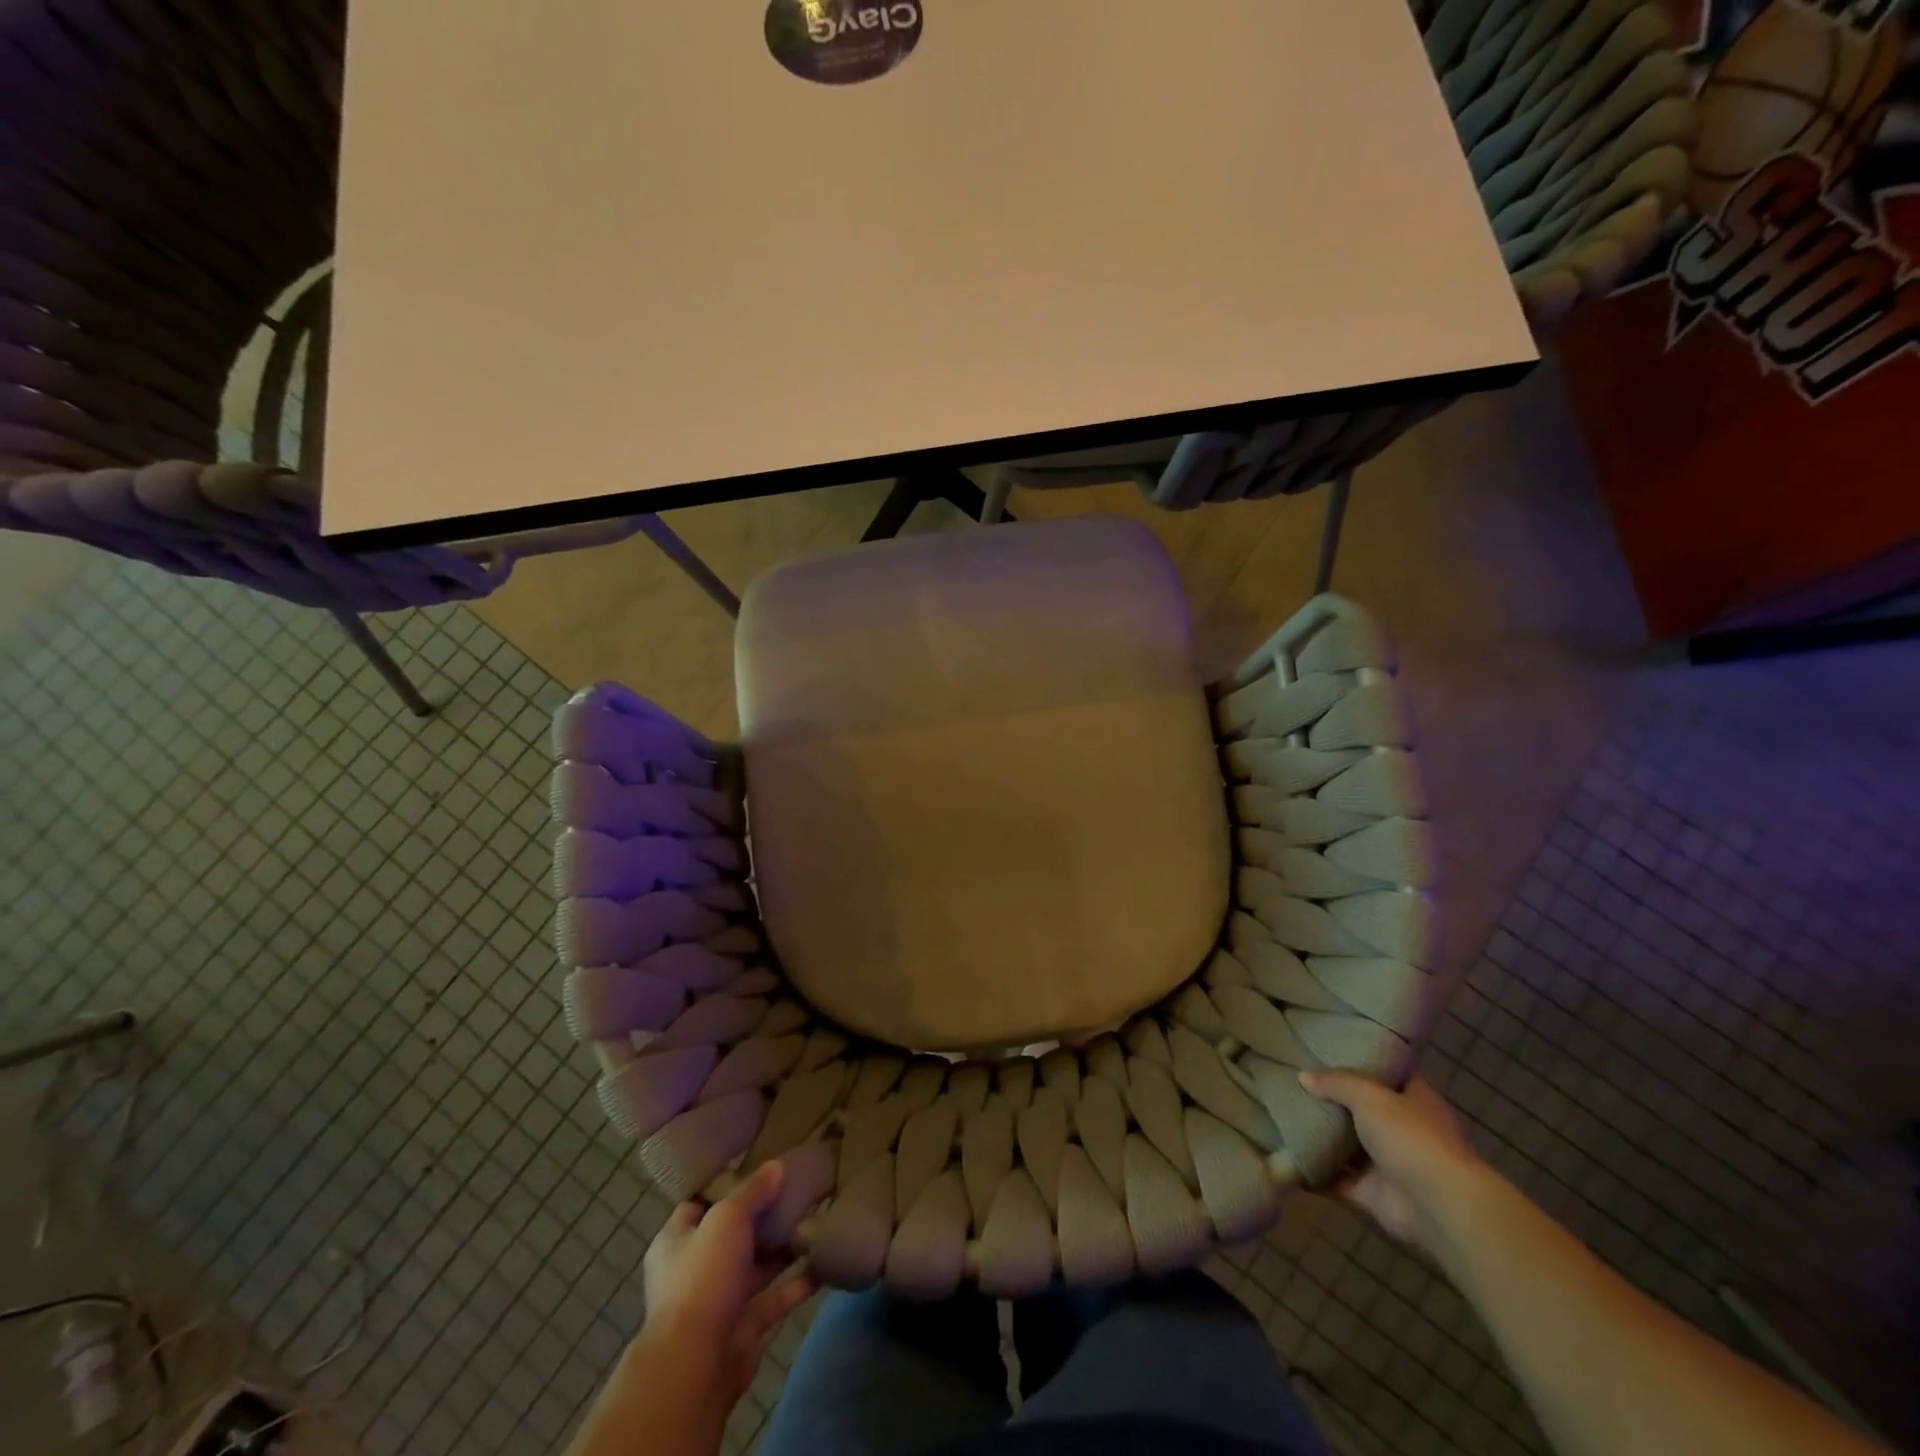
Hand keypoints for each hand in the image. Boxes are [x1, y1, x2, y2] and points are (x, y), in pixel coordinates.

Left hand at [641, 1162, 817, 1409]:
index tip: (761, 1164)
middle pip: (734, 1233)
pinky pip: (776, 1297)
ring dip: (784, 1247)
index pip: (701, 1202)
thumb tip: (776, 1166)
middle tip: (798, 1187)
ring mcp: (721, 1299)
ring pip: (758, 1265)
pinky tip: (824, 1262)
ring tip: (817, 1217)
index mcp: (677, 1239)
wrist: (698, 1363)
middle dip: (764, 1214)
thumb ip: (753, 1191)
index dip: (728, 1183)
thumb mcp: (727, 1218)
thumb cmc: (703, 1276)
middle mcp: (696, 1268)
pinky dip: (799, 1283)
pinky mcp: (745, 1327)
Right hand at [1299, 1070, 1485, 1251]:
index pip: (1388, 1072)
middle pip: (1361, 1108)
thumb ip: (1336, 1082)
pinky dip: (1315, 1172)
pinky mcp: (1372, 1193)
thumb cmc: (1410, 1137)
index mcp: (1413, 1099)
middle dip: (1331, 1099)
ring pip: (1347, 1145)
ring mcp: (1387, 1162)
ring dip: (1320, 1136)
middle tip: (1293, 1080)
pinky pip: (1336, 1179)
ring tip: (1281, 1115)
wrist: (1437, 1206)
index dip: (1362, 1059)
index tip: (1328, 1048)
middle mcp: (1402, 1129)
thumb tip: (1303, 1076)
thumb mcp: (1369, 1094)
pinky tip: (1286, 1156)